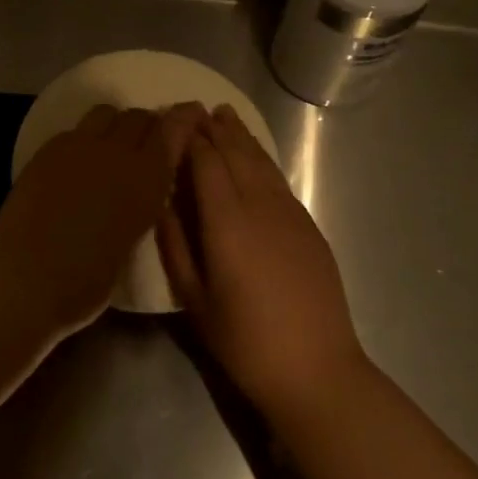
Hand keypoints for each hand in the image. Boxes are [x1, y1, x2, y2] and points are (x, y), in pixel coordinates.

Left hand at [0, 105, 198, 337]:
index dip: (185, 118)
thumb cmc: (85, 281)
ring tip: (111, 150)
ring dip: (116, 125)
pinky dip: (86, 139)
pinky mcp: (47, 150)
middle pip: (139, 116)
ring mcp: (77, 146)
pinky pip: (76, 130)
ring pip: (106, 113)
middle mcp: (115, 152)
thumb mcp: (132, 244)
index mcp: (146, 179)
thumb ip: (141, 206)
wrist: (24, 278)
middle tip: (148, 145)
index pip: (173, 129)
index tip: (194, 114)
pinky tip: (79, 164)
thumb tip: (138, 192)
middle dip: (149, 125)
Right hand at [157, 106, 365, 420]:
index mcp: (227, 222)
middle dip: (213, 128)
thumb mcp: (193, 298)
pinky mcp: (309, 226)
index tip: (171, 119)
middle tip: (193, 108)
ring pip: (261, 162)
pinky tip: (253, 156)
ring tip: (223, 115)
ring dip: (240, 136)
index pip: (205, 162)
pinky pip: (279, 180)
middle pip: (235, 153)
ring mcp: (290, 214)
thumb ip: (174, 244)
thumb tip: (160, 201)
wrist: (317, 370)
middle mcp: (260, 206)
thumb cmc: (244, 341)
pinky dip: (261, 159)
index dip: (188, 137)